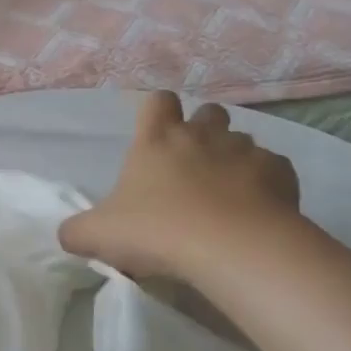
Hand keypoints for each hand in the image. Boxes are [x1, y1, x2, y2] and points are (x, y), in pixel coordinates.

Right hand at [59, 92, 302, 282]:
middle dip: (202, 131)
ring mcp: (245, 151)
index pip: (157, 101)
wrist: (232, 249)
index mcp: (156, 139)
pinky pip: (274, 169)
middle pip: (208, 112)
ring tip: (226, 194)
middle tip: (192, 167)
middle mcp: (202, 135)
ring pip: (243, 140)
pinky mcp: (282, 174)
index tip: (155, 138)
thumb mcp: (98, 235)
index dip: (157, 113)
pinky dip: (266, 185)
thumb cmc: (157, 231)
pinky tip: (257, 212)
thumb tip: (69, 234)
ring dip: (233, 159)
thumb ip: (77, 231)